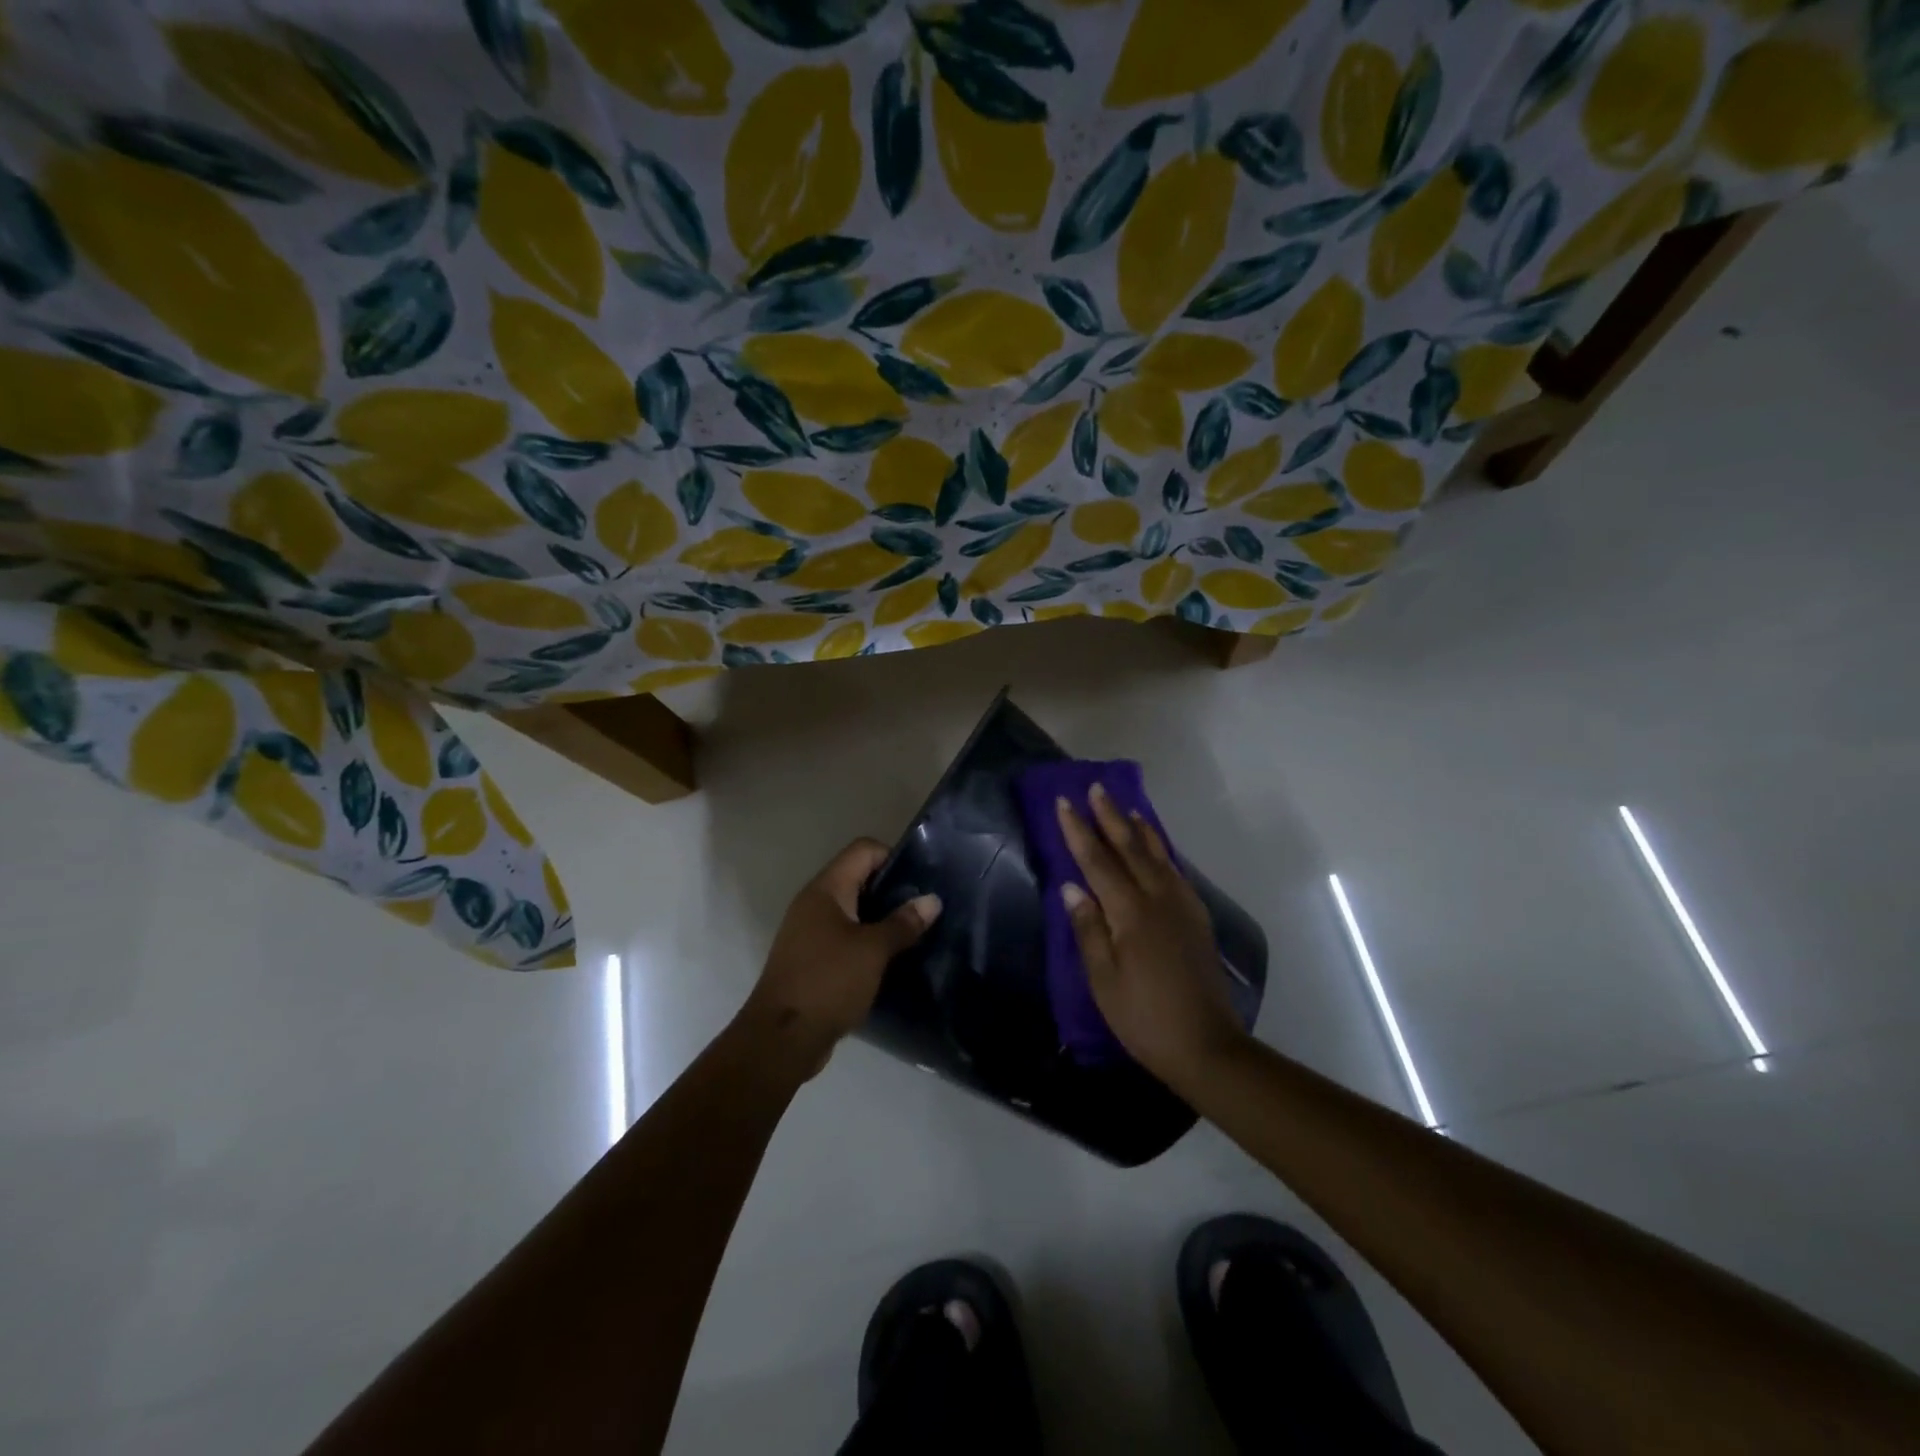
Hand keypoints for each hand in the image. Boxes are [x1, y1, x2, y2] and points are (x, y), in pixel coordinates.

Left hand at [743, 838, 940, 1076]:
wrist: (781, 1039)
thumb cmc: (828, 982)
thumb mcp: (873, 951)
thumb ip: (903, 923)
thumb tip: (932, 900)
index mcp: (826, 889)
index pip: (863, 850)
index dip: (894, 857)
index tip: (920, 881)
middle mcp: (814, 903)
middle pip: (859, 878)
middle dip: (893, 890)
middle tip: (924, 909)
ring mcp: (810, 932)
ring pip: (853, 910)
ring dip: (882, 919)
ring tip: (914, 934)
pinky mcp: (812, 959)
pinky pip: (845, 937)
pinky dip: (867, 942)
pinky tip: (891, 959)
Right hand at [1056, 787, 1245, 1085]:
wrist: (1207, 1046)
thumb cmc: (1144, 1018)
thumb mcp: (1103, 980)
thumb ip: (1088, 929)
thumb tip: (1071, 887)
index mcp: (1130, 913)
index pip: (1098, 861)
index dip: (1079, 831)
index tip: (1064, 802)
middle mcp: (1159, 899)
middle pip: (1130, 848)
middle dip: (1110, 817)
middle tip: (1096, 788)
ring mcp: (1182, 907)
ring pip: (1157, 855)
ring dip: (1139, 828)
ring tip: (1127, 806)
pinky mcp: (1197, 919)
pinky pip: (1174, 871)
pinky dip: (1161, 852)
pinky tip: (1156, 851)